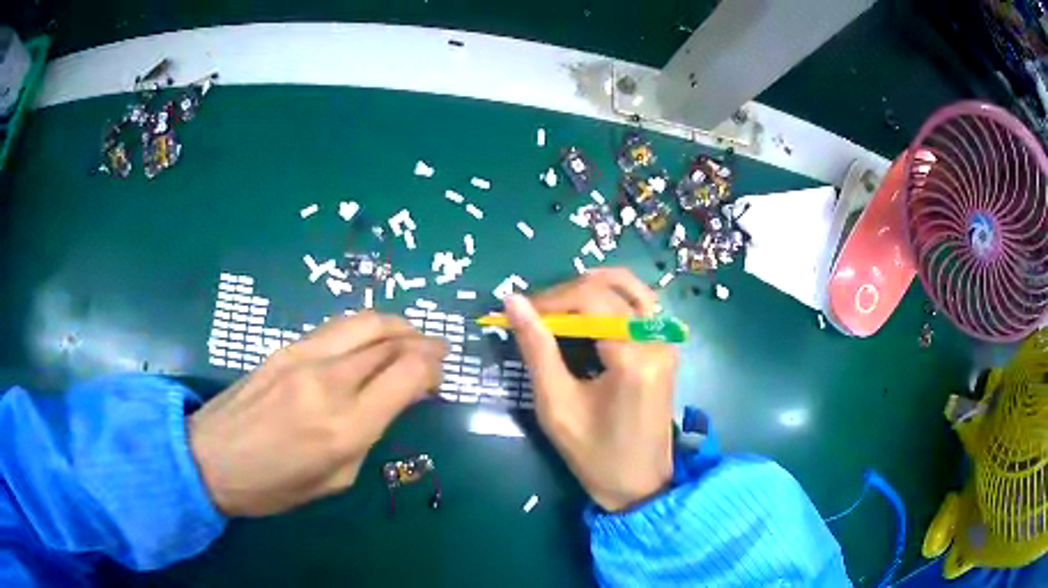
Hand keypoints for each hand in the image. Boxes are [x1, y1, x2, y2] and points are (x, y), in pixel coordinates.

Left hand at [189, 312, 445, 516]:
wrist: (211, 458)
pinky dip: (363, 329)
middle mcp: (329, 382)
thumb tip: (390, 401)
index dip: (431, 367)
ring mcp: (303, 357)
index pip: (406, 374)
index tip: (439, 374)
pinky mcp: (285, 348)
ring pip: (363, 322)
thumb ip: (368, 436)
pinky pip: (336, 327)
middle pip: (389, 340)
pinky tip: (368, 341)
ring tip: (407, 336)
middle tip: (435, 350)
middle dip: (421, 341)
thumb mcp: (336, 478)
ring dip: (394, 325)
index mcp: (346, 427)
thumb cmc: (275, 485)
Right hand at [505, 268, 677, 511]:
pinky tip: (588, 316)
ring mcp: (667, 342)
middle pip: (611, 287)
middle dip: (567, 293)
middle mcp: (657, 340)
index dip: (551, 299)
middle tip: (536, 315)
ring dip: (593, 289)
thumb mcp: (557, 405)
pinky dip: (612, 300)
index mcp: (633, 357)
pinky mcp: (667, 348)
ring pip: (632, 288)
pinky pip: (641, 306)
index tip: (521, 314)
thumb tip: (513, 301)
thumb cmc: (595, 455)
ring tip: (560, 309)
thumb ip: (536, 349)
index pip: (591, 299)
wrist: (640, 484)